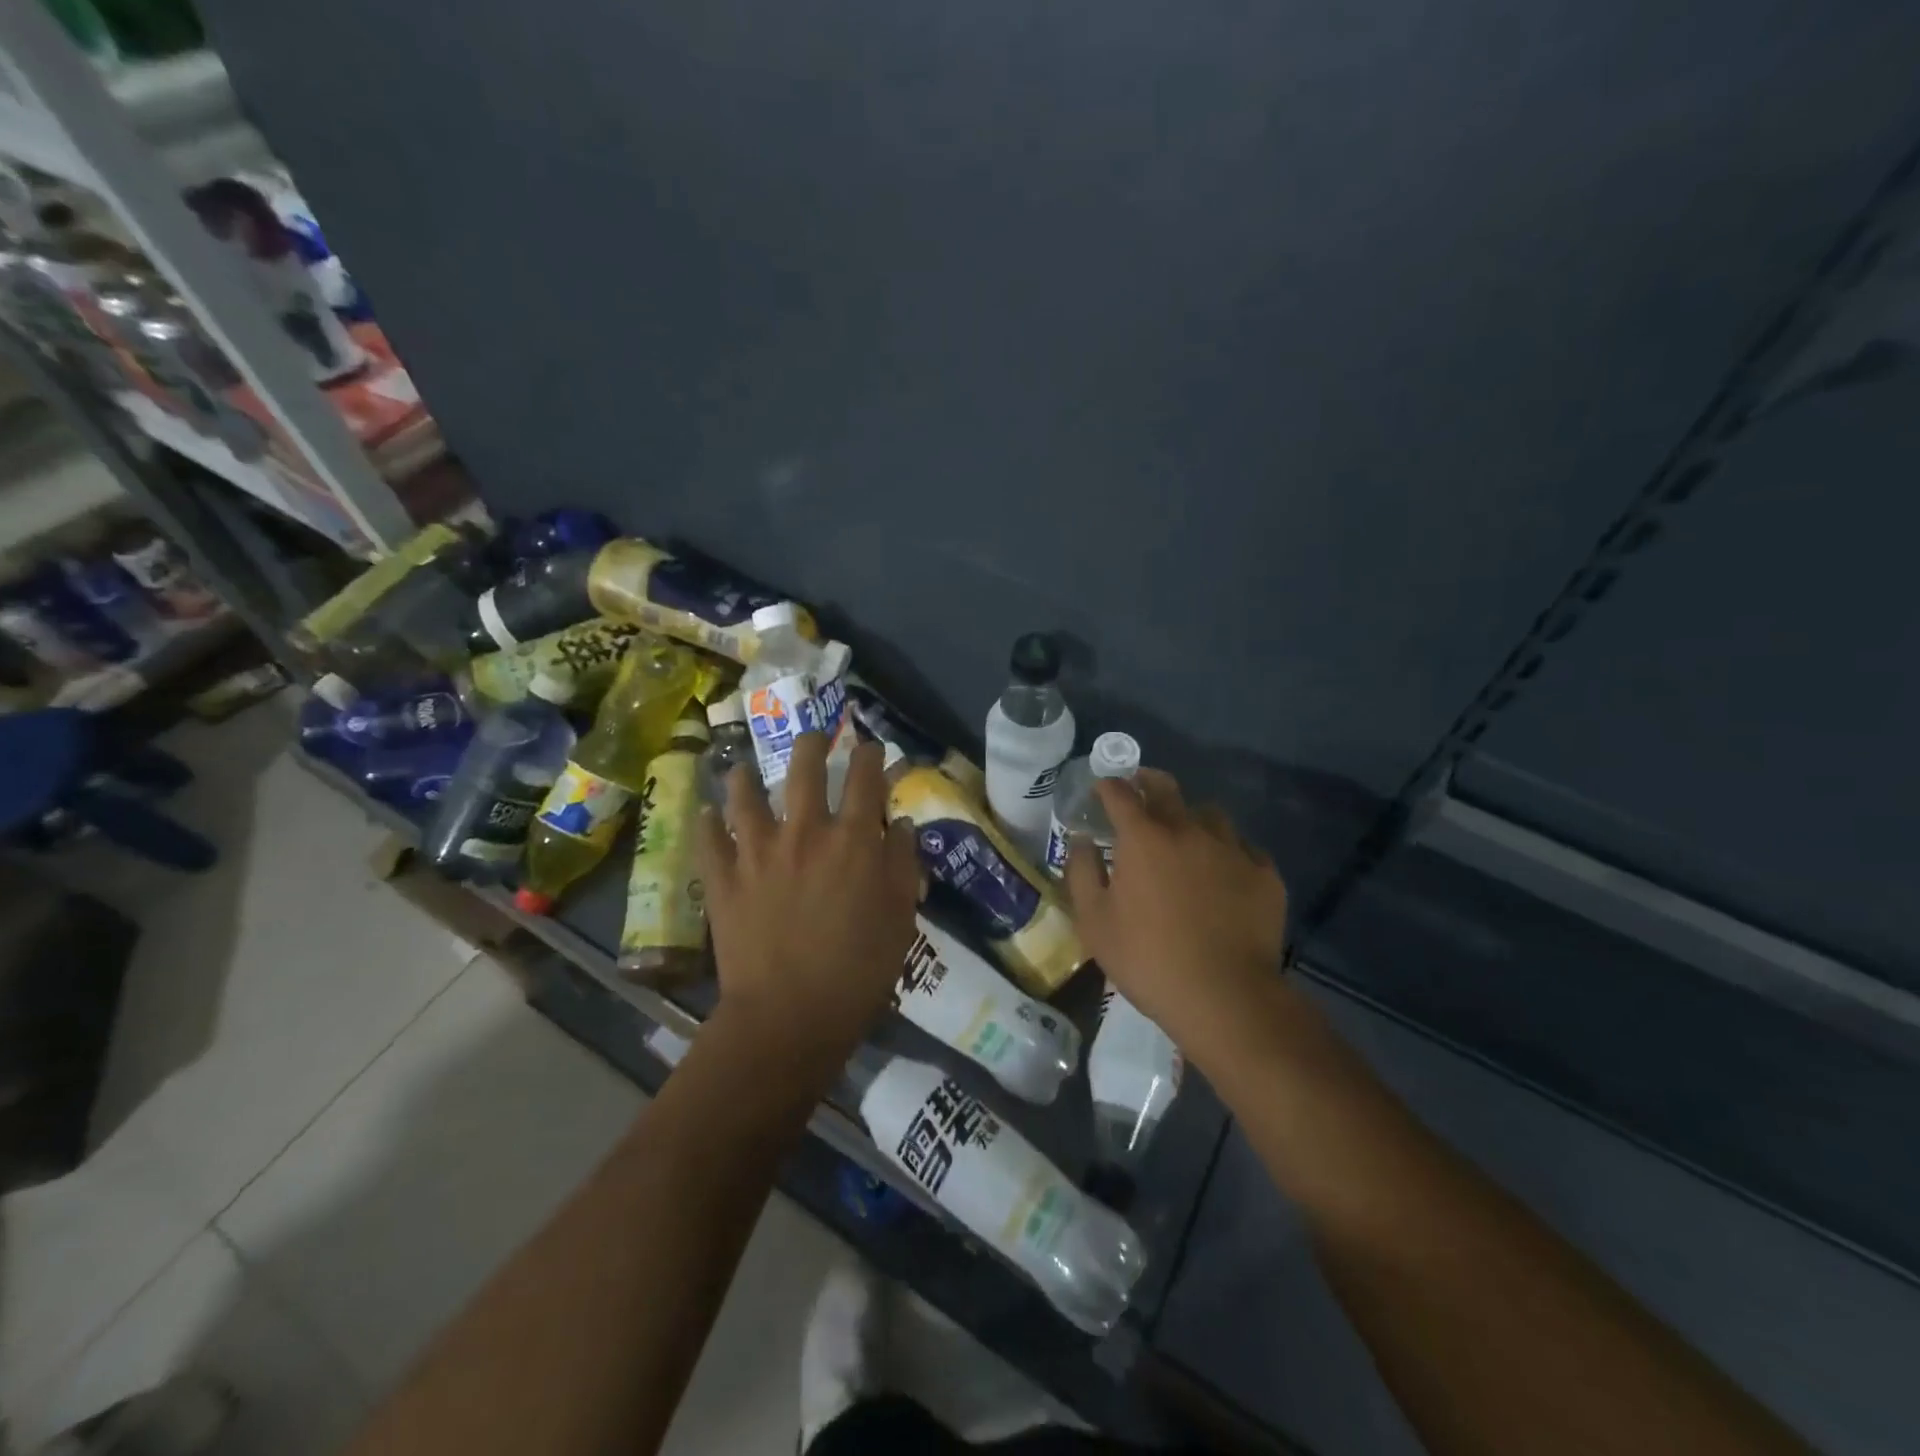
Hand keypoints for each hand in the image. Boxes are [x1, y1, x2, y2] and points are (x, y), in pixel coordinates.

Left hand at [698, 732, 919, 1071]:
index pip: (865, 779)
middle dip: (812, 743)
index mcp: (852, 840)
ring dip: (745, 774)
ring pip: (745, 794)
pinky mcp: (723, 878)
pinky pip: (708, 839)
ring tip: (742, 765)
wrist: (789, 1016)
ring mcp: (757, 851)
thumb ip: (903, 865)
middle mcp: (803, 831)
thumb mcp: (900, 918)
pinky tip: (705, 813)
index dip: (870, 755)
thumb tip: (899, 825)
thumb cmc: (857, 970)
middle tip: (814, 734)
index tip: (870, 746)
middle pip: (805, 768)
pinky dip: (706, 823)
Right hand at [1064, 769, 1289, 1052]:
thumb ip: (1082, 872)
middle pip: (1166, 788)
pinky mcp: (1264, 874)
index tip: (1102, 788)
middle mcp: (1188, 830)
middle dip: (1147, 781)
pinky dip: (1226, 849)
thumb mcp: (1094, 922)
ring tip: (1184, 832)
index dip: (1108, 786)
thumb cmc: (1148, 959)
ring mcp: (1231, 849)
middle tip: (1139, 786)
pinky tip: (1222, 868)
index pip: (1120, 794)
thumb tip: (1082, 840)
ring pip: (1209, 813)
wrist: (1225, 997)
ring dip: (1190, 814)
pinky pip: (1242, 846)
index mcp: (1143, 838)